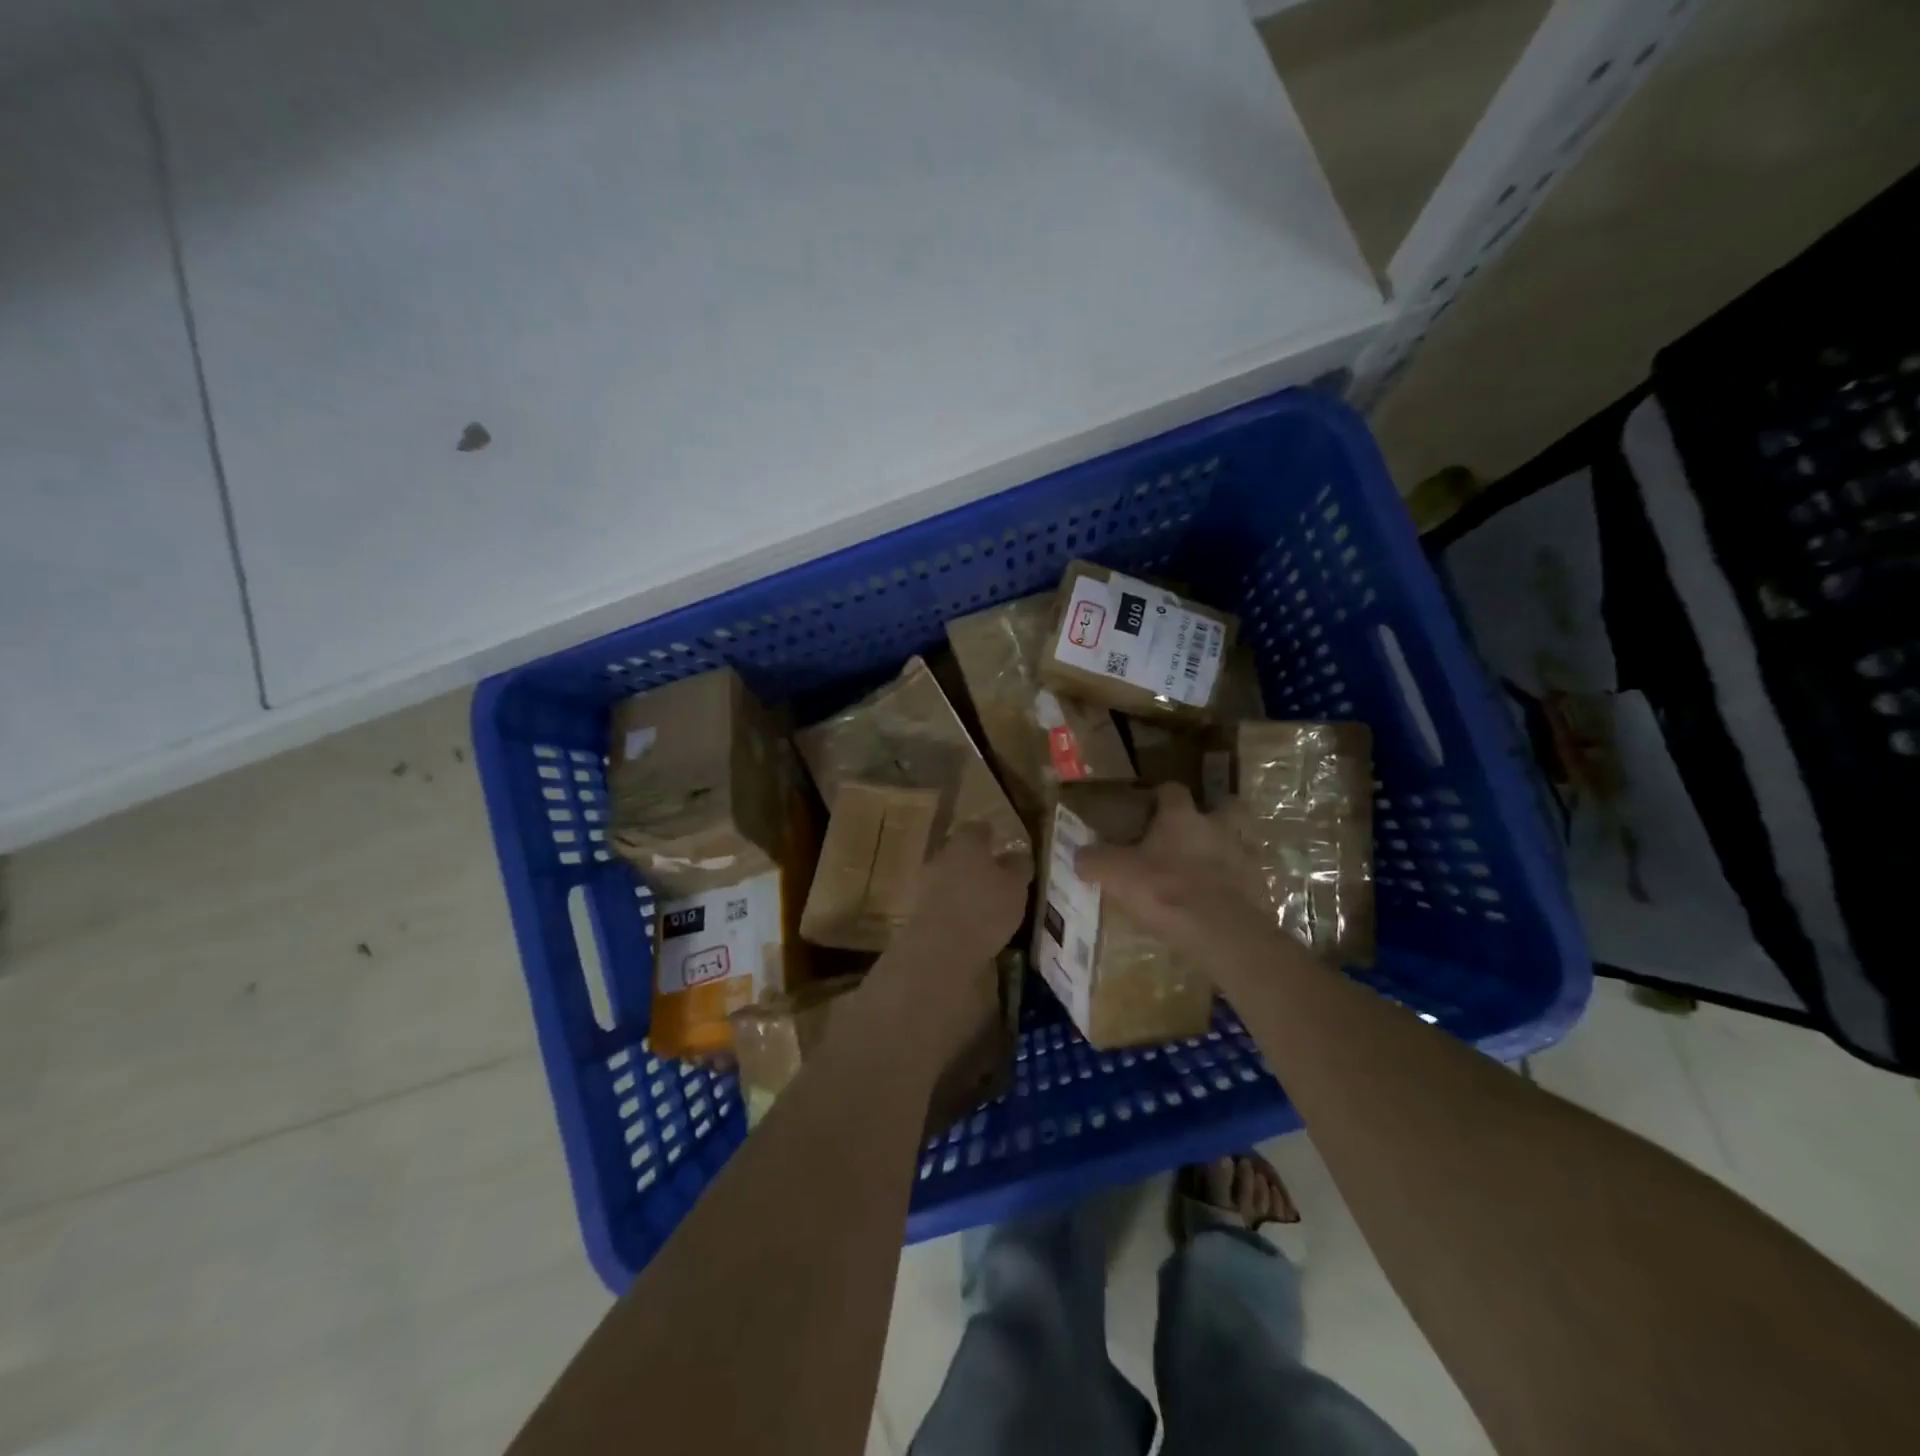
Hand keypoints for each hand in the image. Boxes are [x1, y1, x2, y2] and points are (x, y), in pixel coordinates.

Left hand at [901, 822, 1031, 961]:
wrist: (941, 949)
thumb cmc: (986, 909)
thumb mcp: (1016, 887)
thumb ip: (1018, 866)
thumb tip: (1017, 854)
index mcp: (966, 842)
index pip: (977, 828)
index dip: (989, 834)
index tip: (999, 841)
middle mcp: (942, 855)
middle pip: (959, 851)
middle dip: (974, 860)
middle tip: (993, 873)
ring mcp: (926, 882)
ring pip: (948, 875)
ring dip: (962, 883)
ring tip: (982, 900)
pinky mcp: (918, 908)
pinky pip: (940, 899)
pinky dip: (952, 904)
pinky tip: (966, 919)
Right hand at [1073, 783, 1274, 961]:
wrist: (1221, 933)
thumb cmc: (1164, 891)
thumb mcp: (1115, 874)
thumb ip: (1094, 861)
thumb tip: (1079, 856)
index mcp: (1182, 817)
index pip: (1172, 790)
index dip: (1160, 796)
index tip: (1149, 807)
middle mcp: (1218, 828)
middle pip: (1227, 807)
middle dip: (1214, 814)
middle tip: (1194, 832)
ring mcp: (1245, 858)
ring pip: (1242, 843)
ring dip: (1229, 851)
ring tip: (1211, 870)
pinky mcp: (1261, 890)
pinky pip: (1249, 881)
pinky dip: (1238, 887)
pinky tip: (1222, 902)